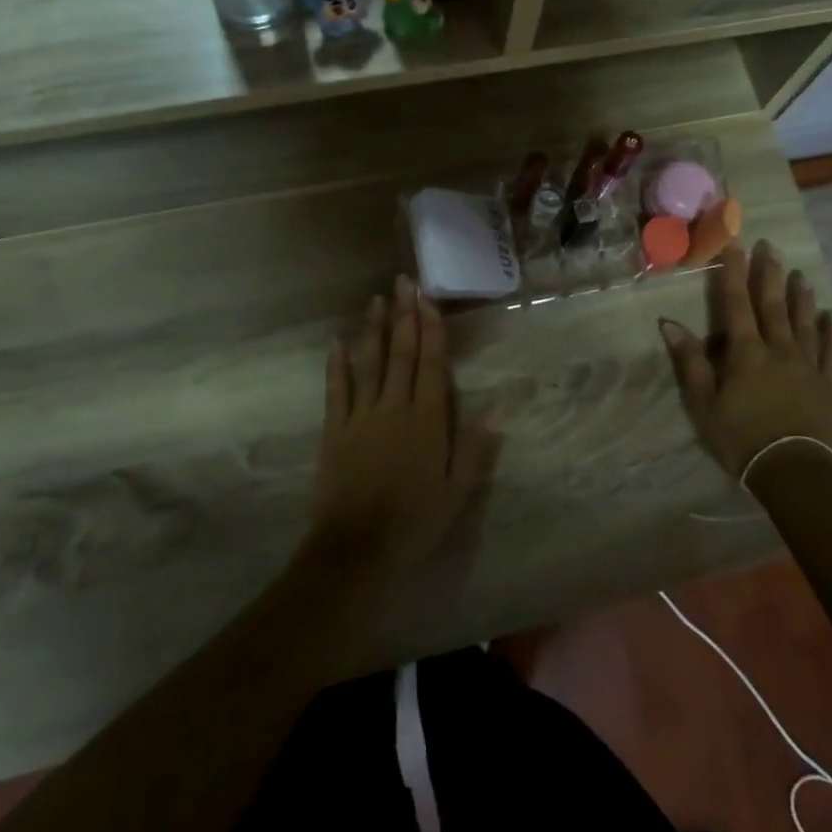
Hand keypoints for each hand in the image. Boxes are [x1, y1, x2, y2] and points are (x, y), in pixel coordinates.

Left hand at [307, 276, 498, 581]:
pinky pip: (336, 389)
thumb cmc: (414, 521)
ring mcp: (360, 416)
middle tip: (403, 282)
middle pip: (400, 353)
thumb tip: (496, 409)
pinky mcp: (335, 429)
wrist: (356, 549)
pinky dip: (337, 364)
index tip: (428, 299)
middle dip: (403, 315)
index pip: (430, 364)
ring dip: (373, 329)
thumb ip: (474, 448)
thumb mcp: (457, 491)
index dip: (431, 329)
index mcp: (426, 420)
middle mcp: (393, 408)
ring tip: (376, 299)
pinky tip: (337, 341)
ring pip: (368, 362)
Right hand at [659, 241, 831, 478]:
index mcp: (746, 353)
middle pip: (773, 306)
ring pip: (805, 324)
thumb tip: (669, 324)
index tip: (734, 245)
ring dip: (801, 298)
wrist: (793, 471)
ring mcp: (808, 367)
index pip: (737, 305)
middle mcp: (779, 350)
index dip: (734, 274)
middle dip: (769, 275)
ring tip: (801, 275)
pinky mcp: (829, 386)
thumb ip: (691, 362)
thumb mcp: (703, 404)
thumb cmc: (741, 438)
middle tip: (770, 246)